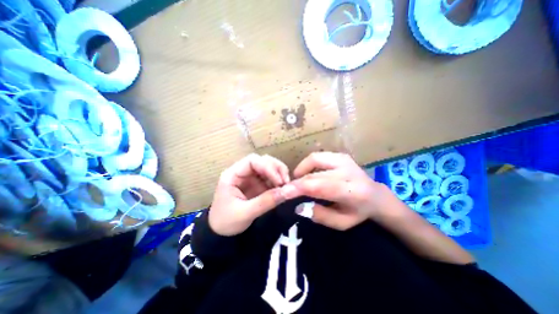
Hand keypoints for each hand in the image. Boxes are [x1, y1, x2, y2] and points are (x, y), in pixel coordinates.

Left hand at [208, 154, 292, 236]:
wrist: (220, 233)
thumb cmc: (226, 222)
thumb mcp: (245, 213)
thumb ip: (266, 202)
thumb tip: (287, 192)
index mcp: (233, 175)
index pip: (252, 161)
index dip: (268, 167)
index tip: (279, 181)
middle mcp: (242, 172)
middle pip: (262, 161)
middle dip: (276, 169)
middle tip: (286, 182)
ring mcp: (251, 178)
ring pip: (268, 167)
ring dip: (279, 173)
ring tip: (286, 185)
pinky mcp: (257, 185)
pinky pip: (270, 178)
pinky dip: (279, 181)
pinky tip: (283, 189)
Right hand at [285, 152, 389, 230]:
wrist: (375, 194)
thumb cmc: (358, 212)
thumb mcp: (342, 223)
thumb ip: (320, 215)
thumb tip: (298, 206)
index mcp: (352, 191)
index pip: (320, 186)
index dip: (299, 188)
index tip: (283, 192)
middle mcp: (348, 171)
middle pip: (314, 174)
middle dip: (297, 181)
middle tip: (288, 189)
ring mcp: (344, 160)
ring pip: (314, 159)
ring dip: (302, 170)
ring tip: (299, 181)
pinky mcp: (340, 155)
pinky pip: (318, 156)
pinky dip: (308, 164)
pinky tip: (308, 174)